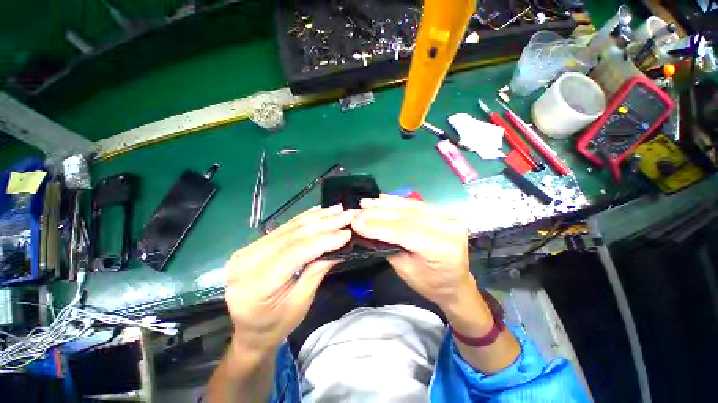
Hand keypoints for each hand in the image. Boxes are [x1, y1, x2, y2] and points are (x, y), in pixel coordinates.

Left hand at [224, 205, 354, 354]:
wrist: (249, 332)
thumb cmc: (275, 326)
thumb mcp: (300, 304)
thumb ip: (316, 272)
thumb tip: (338, 248)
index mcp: (255, 284)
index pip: (295, 252)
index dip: (323, 240)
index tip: (347, 232)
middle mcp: (247, 261)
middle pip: (292, 236)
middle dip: (324, 223)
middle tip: (347, 214)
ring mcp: (248, 250)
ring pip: (289, 227)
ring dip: (316, 217)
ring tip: (337, 209)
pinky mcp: (254, 245)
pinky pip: (283, 228)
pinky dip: (303, 218)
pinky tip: (318, 211)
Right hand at [351, 195, 478, 314]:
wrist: (456, 283)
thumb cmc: (431, 284)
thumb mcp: (406, 271)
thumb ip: (388, 247)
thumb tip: (368, 229)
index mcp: (442, 249)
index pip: (404, 232)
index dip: (378, 227)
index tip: (356, 222)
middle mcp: (448, 228)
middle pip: (406, 217)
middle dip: (378, 214)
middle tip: (357, 211)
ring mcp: (448, 217)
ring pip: (410, 207)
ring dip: (385, 204)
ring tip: (365, 203)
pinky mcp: (444, 213)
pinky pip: (417, 204)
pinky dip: (397, 201)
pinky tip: (382, 198)